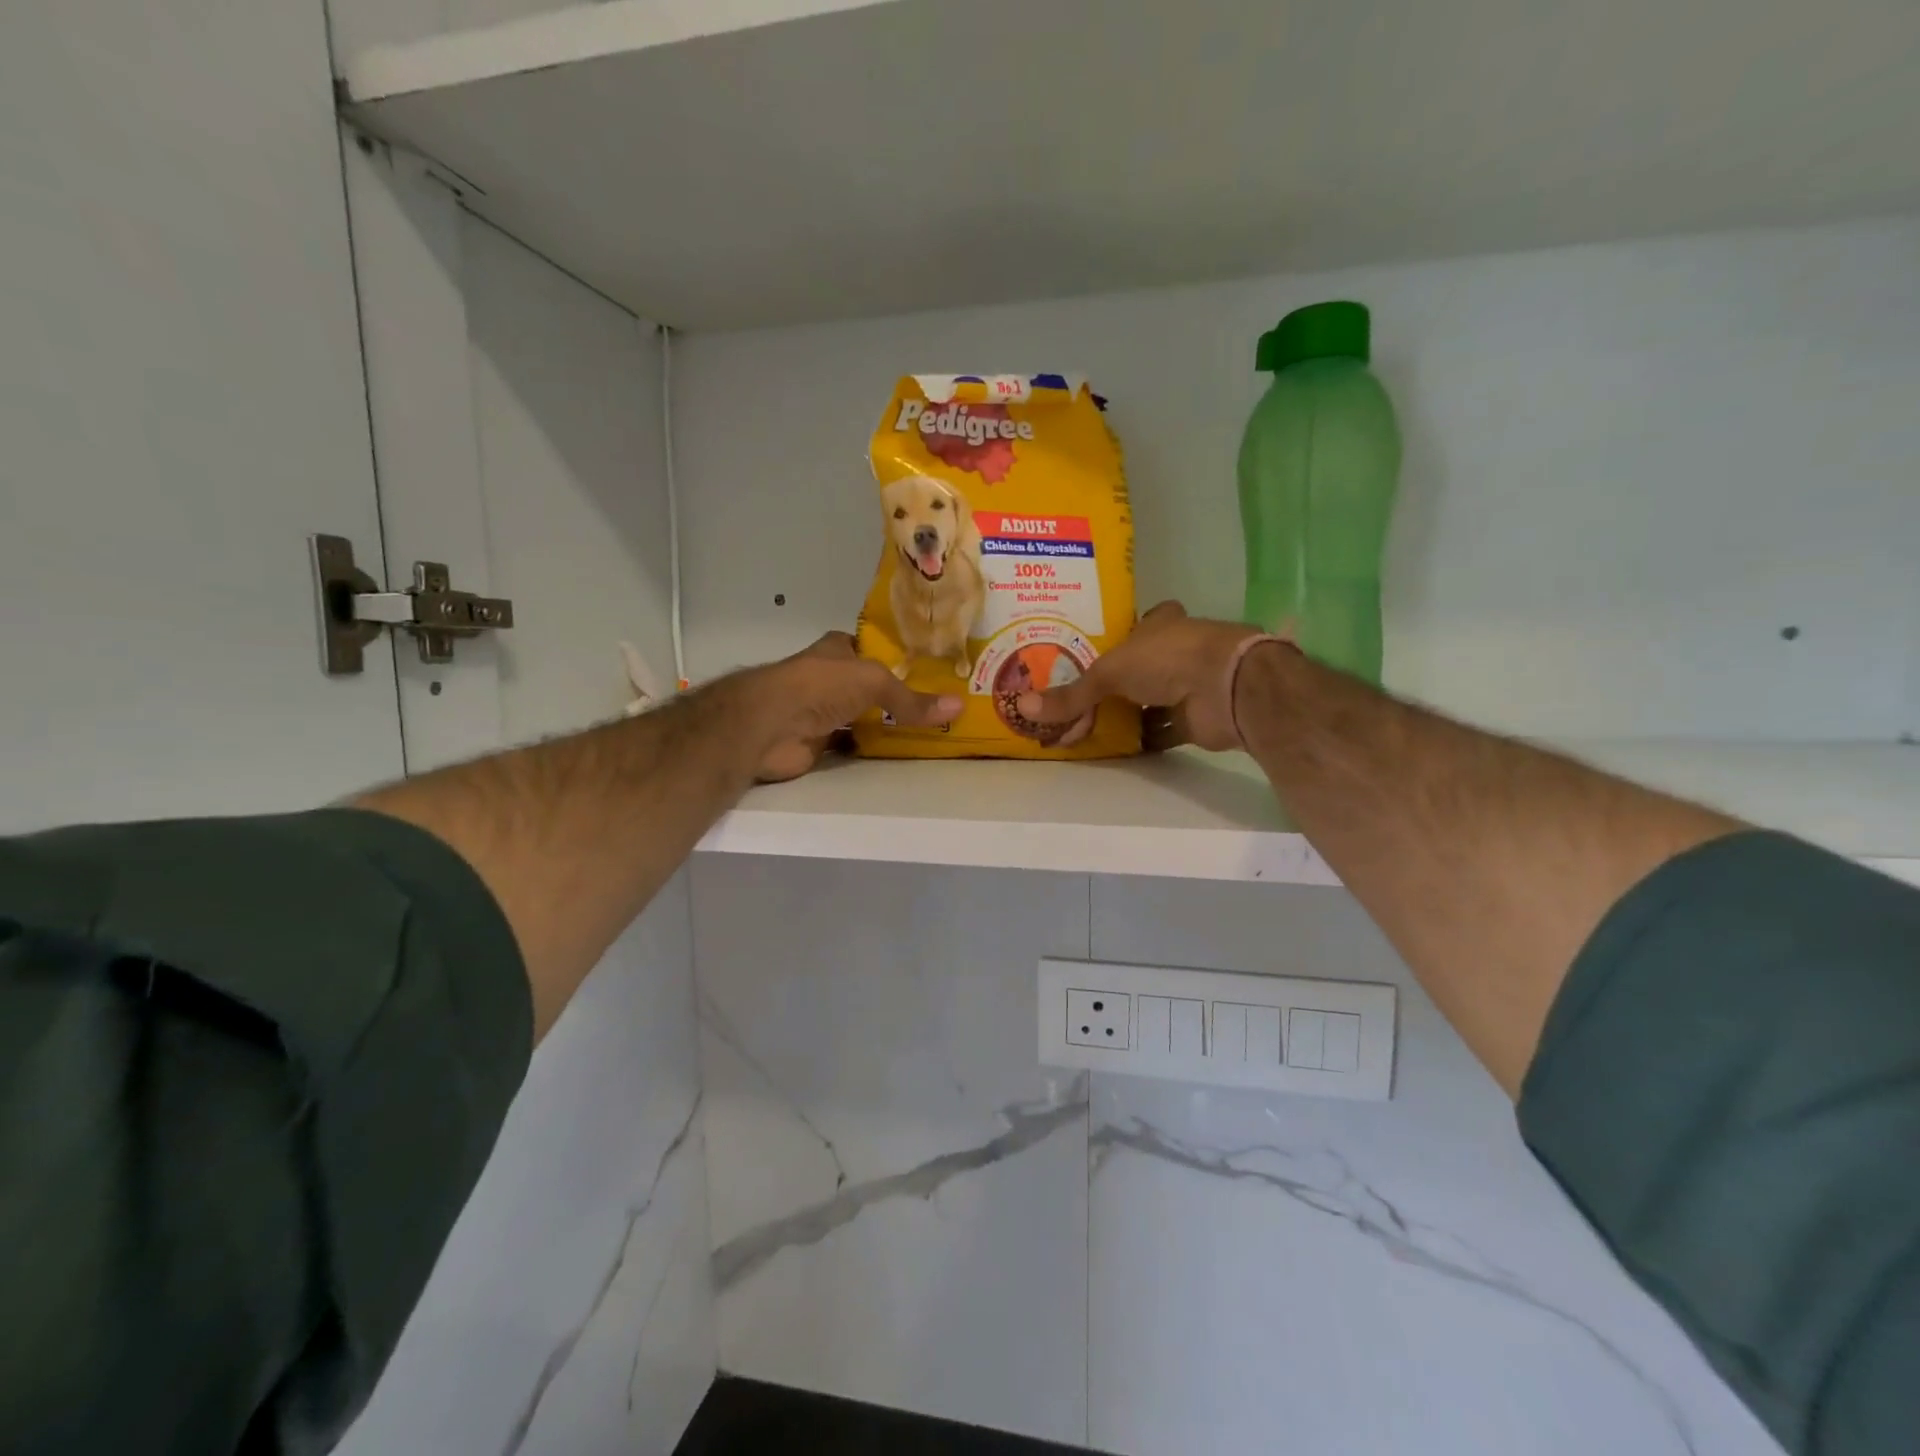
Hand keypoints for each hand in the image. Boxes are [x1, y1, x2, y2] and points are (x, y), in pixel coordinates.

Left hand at [749, 632, 961, 781]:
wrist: (770, 725)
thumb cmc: (820, 686)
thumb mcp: (875, 682)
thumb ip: (913, 698)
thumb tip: (959, 707)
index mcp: (838, 649)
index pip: (873, 647)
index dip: (898, 655)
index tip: (931, 668)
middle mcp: (830, 677)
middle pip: (870, 685)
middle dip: (897, 693)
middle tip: (937, 704)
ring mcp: (822, 710)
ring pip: (862, 715)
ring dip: (885, 722)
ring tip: (927, 729)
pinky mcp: (818, 742)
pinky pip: (852, 743)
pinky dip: (871, 748)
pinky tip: (897, 752)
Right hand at [1016, 602, 1275, 751]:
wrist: (1225, 688)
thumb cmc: (1167, 659)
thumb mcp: (1108, 672)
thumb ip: (1071, 695)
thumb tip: (1023, 707)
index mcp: (1158, 625)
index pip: (1132, 626)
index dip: (1112, 639)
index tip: (1084, 655)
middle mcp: (1173, 651)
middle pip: (1135, 670)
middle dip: (1108, 686)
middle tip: (1073, 701)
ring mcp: (1186, 685)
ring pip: (1147, 701)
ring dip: (1122, 715)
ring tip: (1084, 728)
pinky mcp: (1193, 718)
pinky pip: (1160, 731)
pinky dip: (1139, 740)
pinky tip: (1112, 748)